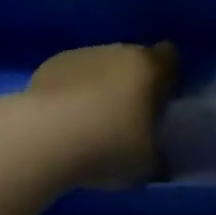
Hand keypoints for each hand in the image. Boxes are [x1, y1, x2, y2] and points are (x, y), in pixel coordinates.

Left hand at [25, 42, 175, 188]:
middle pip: (133, 60)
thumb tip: (159, 158)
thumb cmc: (108, 145)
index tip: (161, 101)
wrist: (45, 136)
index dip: (167, 76)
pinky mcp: (53, 64)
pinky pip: (72, 76)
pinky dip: (72, 92)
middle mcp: (119, 51)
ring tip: (89, 124)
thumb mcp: (147, 163)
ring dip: (100, 87)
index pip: (170, 56)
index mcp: (149, 67)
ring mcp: (84, 54)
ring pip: (101, 66)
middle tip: (126, 120)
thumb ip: (158, 154)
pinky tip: (63, 120)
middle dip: (132, 84)